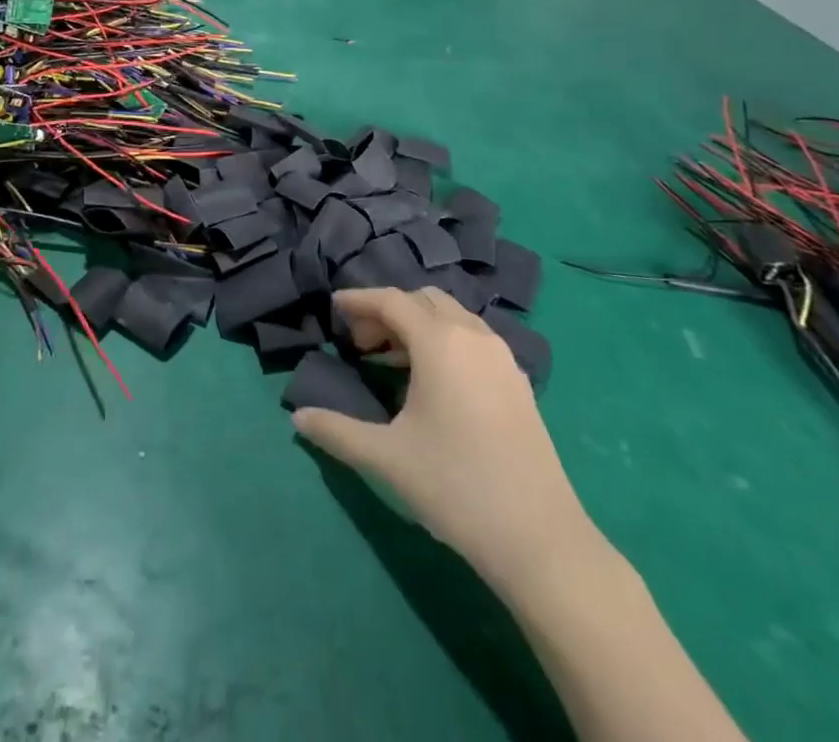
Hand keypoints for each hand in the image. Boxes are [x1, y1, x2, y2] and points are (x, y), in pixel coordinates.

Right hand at [292, 288, 594, 596]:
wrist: (541, 539)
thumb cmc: (455, 486)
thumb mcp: (386, 457)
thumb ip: (337, 430)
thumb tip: (297, 418)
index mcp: (440, 341)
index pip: (391, 300)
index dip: (359, 300)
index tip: (335, 307)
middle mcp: (473, 336)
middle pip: (423, 300)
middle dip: (388, 311)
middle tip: (363, 344)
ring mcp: (502, 358)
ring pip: (452, 317)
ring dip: (418, 325)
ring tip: (393, 362)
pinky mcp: (519, 383)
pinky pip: (473, 339)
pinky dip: (445, 341)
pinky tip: (434, 383)